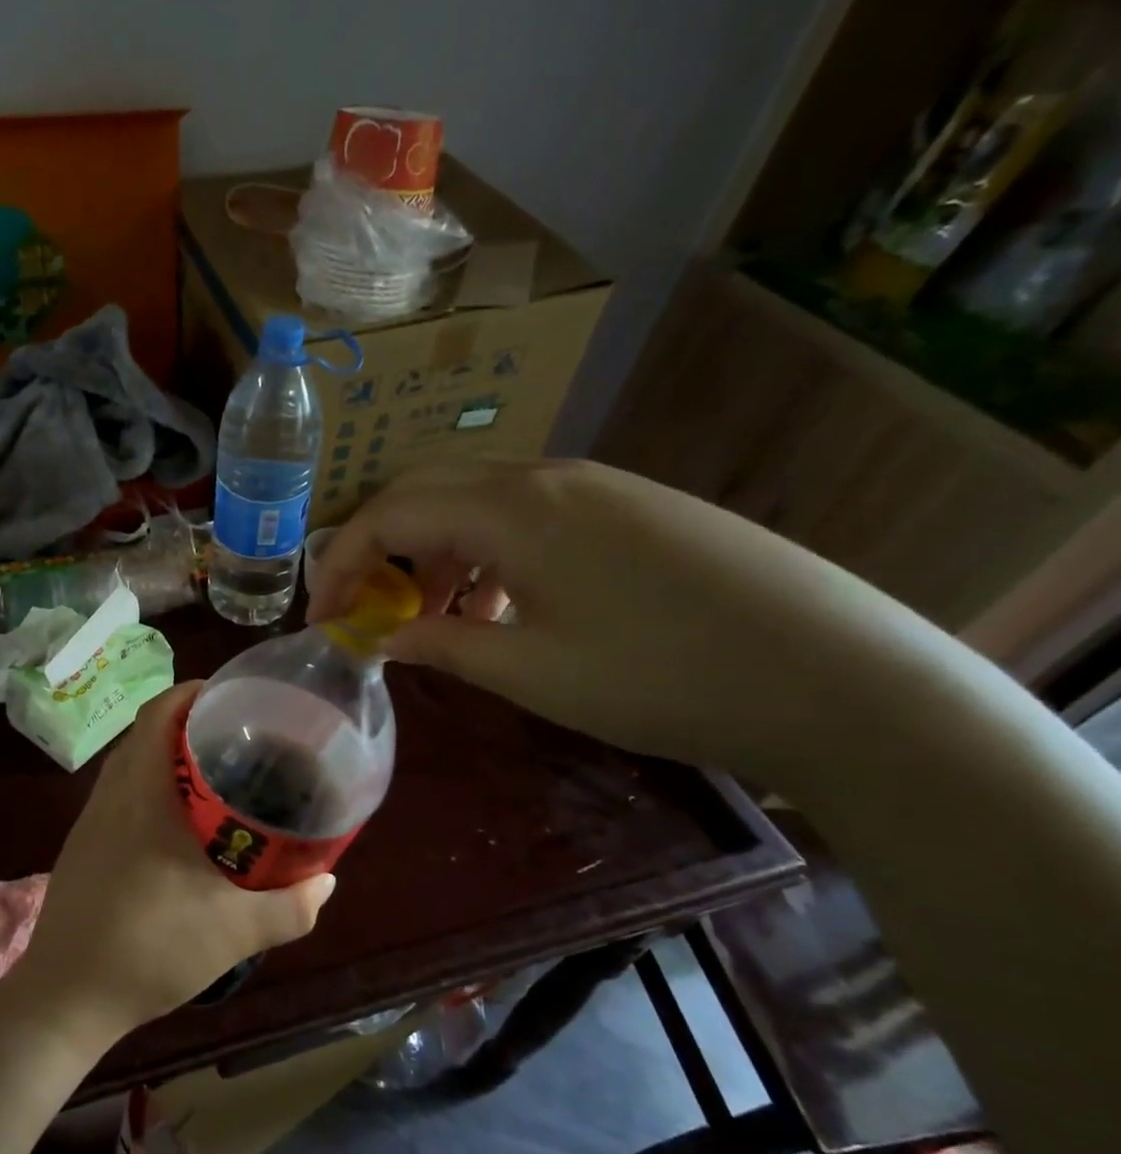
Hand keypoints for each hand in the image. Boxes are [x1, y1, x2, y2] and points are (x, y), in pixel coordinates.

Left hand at [6, 683, 334, 1043]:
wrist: (67, 996)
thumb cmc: (151, 947)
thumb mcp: (235, 930)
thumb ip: (291, 906)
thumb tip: (327, 881)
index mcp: (141, 792)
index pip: (158, 713)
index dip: (192, 692)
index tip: (232, 696)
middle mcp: (111, 794)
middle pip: (145, 732)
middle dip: (189, 724)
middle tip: (239, 736)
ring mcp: (91, 820)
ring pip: (131, 764)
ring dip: (167, 757)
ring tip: (217, 775)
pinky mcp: (82, 845)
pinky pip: (120, 795)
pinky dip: (150, 788)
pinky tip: (179, 826)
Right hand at [308, 458, 944, 784]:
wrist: (834, 676)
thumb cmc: (658, 676)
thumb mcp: (528, 670)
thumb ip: (440, 645)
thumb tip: (381, 638)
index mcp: (513, 507)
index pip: (390, 513)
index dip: (341, 564)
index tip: (320, 618)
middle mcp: (546, 477)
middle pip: (427, 490)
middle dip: (379, 547)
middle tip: (364, 607)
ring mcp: (595, 487)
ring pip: (477, 501)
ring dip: (434, 552)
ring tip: (432, 619)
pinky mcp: (630, 509)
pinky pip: (527, 516)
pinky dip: (486, 555)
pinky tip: (501, 609)